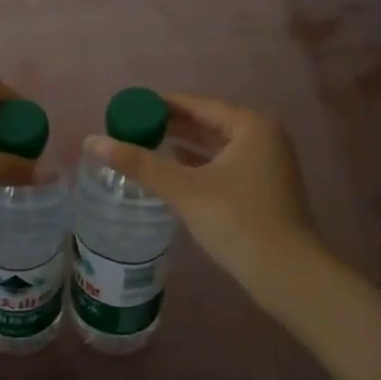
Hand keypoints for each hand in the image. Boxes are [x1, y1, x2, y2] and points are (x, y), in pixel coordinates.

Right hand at [85, 94, 321, 298]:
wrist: (288, 275)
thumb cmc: (238, 221)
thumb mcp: (185, 190)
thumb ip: (140, 164)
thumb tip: (92, 140)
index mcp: (251, 125)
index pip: (198, 105)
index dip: (162, 104)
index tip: (131, 106)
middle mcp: (264, 136)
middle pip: (209, 122)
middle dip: (172, 124)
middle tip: (134, 125)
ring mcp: (269, 163)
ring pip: (218, 145)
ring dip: (185, 144)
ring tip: (148, 143)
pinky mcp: (266, 188)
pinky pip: (226, 163)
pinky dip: (201, 163)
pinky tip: (176, 168)